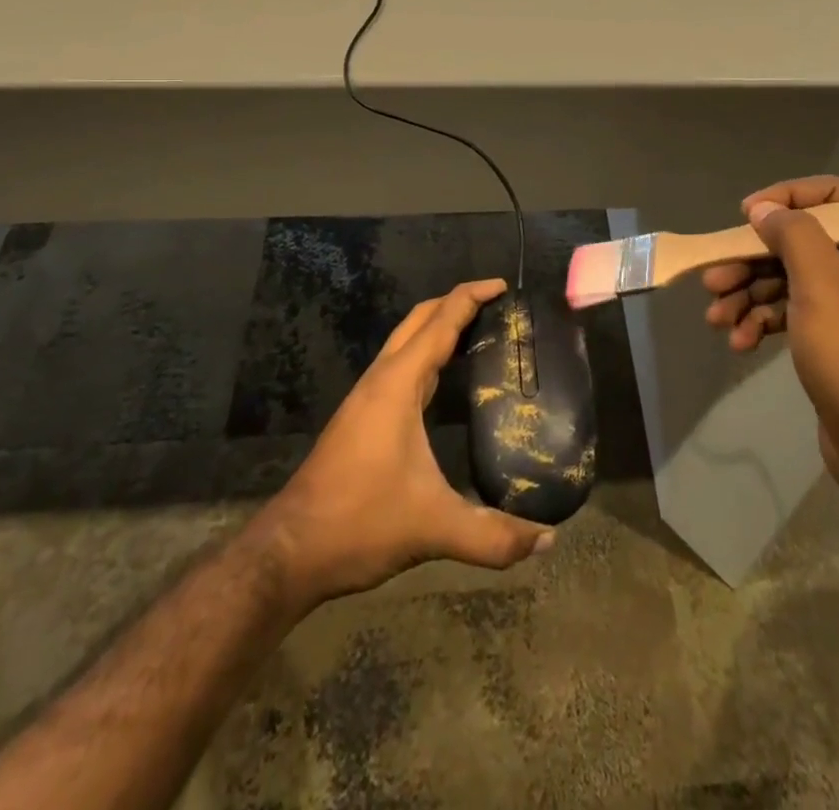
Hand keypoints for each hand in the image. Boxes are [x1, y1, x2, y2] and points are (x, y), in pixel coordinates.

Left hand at [252, 279, 553, 610]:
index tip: (502, 285)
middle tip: (497, 304)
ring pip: (405, 342)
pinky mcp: (360, 417)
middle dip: (455, 302)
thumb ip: (493, 536)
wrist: (289, 553)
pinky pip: (399, 366)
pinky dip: (425, 354)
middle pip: (419, 320)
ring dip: (438, 327)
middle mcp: (381, 380)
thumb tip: (549, 539)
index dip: (471, 297)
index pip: (440, 322)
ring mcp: (366, 398)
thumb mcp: (433, 528)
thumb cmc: (360, 523)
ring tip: (478, 332)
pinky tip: (443, 378)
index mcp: (398, 385)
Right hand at [702, 177, 838, 509]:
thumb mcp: (822, 284)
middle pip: (802, 242)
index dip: (792, 195)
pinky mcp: (833, 339)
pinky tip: (740, 342)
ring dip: (748, 295)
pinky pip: (791, 313)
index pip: (838, 195)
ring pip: (789, 280)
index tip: (750, 213)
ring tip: (716, 318)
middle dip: (753, 259)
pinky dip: (762, 322)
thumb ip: (792, 234)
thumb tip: (764, 208)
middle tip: (713, 278)